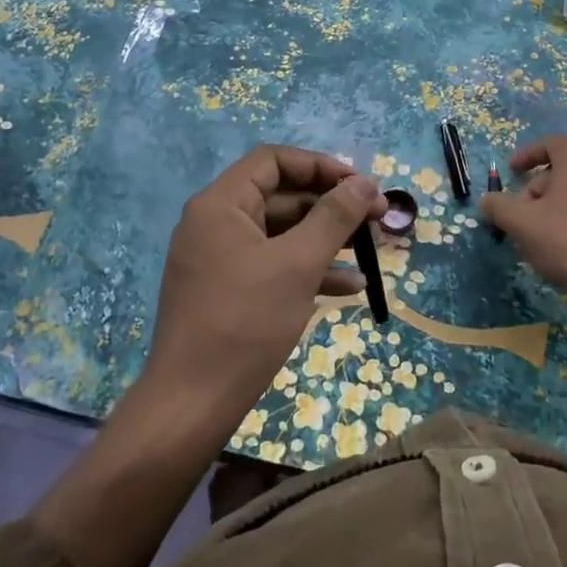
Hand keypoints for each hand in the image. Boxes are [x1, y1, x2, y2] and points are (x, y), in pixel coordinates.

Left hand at [144, 145, 386, 431]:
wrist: (191, 405)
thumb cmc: (245, 323)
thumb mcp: (297, 264)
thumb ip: (333, 217)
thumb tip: (364, 183)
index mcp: (220, 205)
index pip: (273, 161)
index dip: (320, 166)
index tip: (360, 185)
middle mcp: (215, 223)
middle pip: (280, 196)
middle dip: (330, 206)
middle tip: (376, 219)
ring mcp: (218, 259)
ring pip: (280, 234)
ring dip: (325, 239)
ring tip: (371, 251)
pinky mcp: (226, 292)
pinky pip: (271, 265)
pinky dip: (307, 270)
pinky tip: (349, 288)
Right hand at [480, 134, 566, 307]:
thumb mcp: (522, 223)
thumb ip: (499, 206)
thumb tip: (487, 200)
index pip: (552, 143)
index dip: (528, 153)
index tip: (511, 171)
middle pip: (560, 171)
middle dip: (534, 190)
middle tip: (519, 217)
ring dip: (549, 209)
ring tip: (536, 238)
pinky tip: (560, 250)